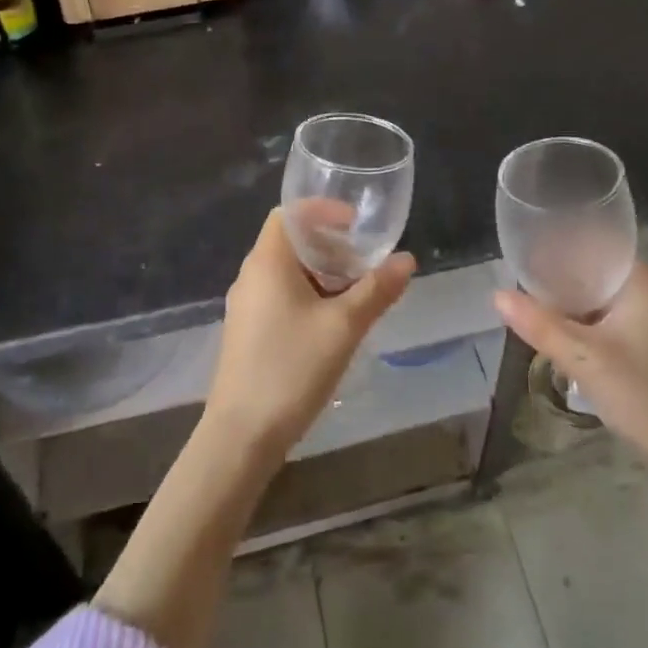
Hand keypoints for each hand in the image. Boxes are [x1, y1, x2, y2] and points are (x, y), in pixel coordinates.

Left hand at [203, 208, 415, 456]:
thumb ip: (376, 290)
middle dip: (329, 245)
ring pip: (286, 272)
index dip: (322, 211)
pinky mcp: (247, 332)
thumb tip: (406, 259)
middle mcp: (251, 276)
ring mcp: (246, 306)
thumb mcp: (343, 327)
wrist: (240, 437)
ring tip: (356, 292)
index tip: (356, 224)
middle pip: (290, 242)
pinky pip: (279, 296)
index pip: (289, 214)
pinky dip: (307, 295)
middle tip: (364, 261)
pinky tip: (331, 323)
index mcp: (267, 262)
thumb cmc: (291, 369)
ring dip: (321, 273)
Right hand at [494, 261, 647, 477]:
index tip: (525, 250)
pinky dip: (583, 326)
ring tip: (528, 306)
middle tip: (517, 281)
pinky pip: (607, 322)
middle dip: (558, 279)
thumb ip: (539, 324)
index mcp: (640, 282)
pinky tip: (557, 336)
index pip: (593, 246)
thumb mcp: (584, 359)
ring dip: (569, 306)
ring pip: (598, 301)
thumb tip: (497, 295)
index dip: (558, 246)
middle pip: (593, 273)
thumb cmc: (645, 396)